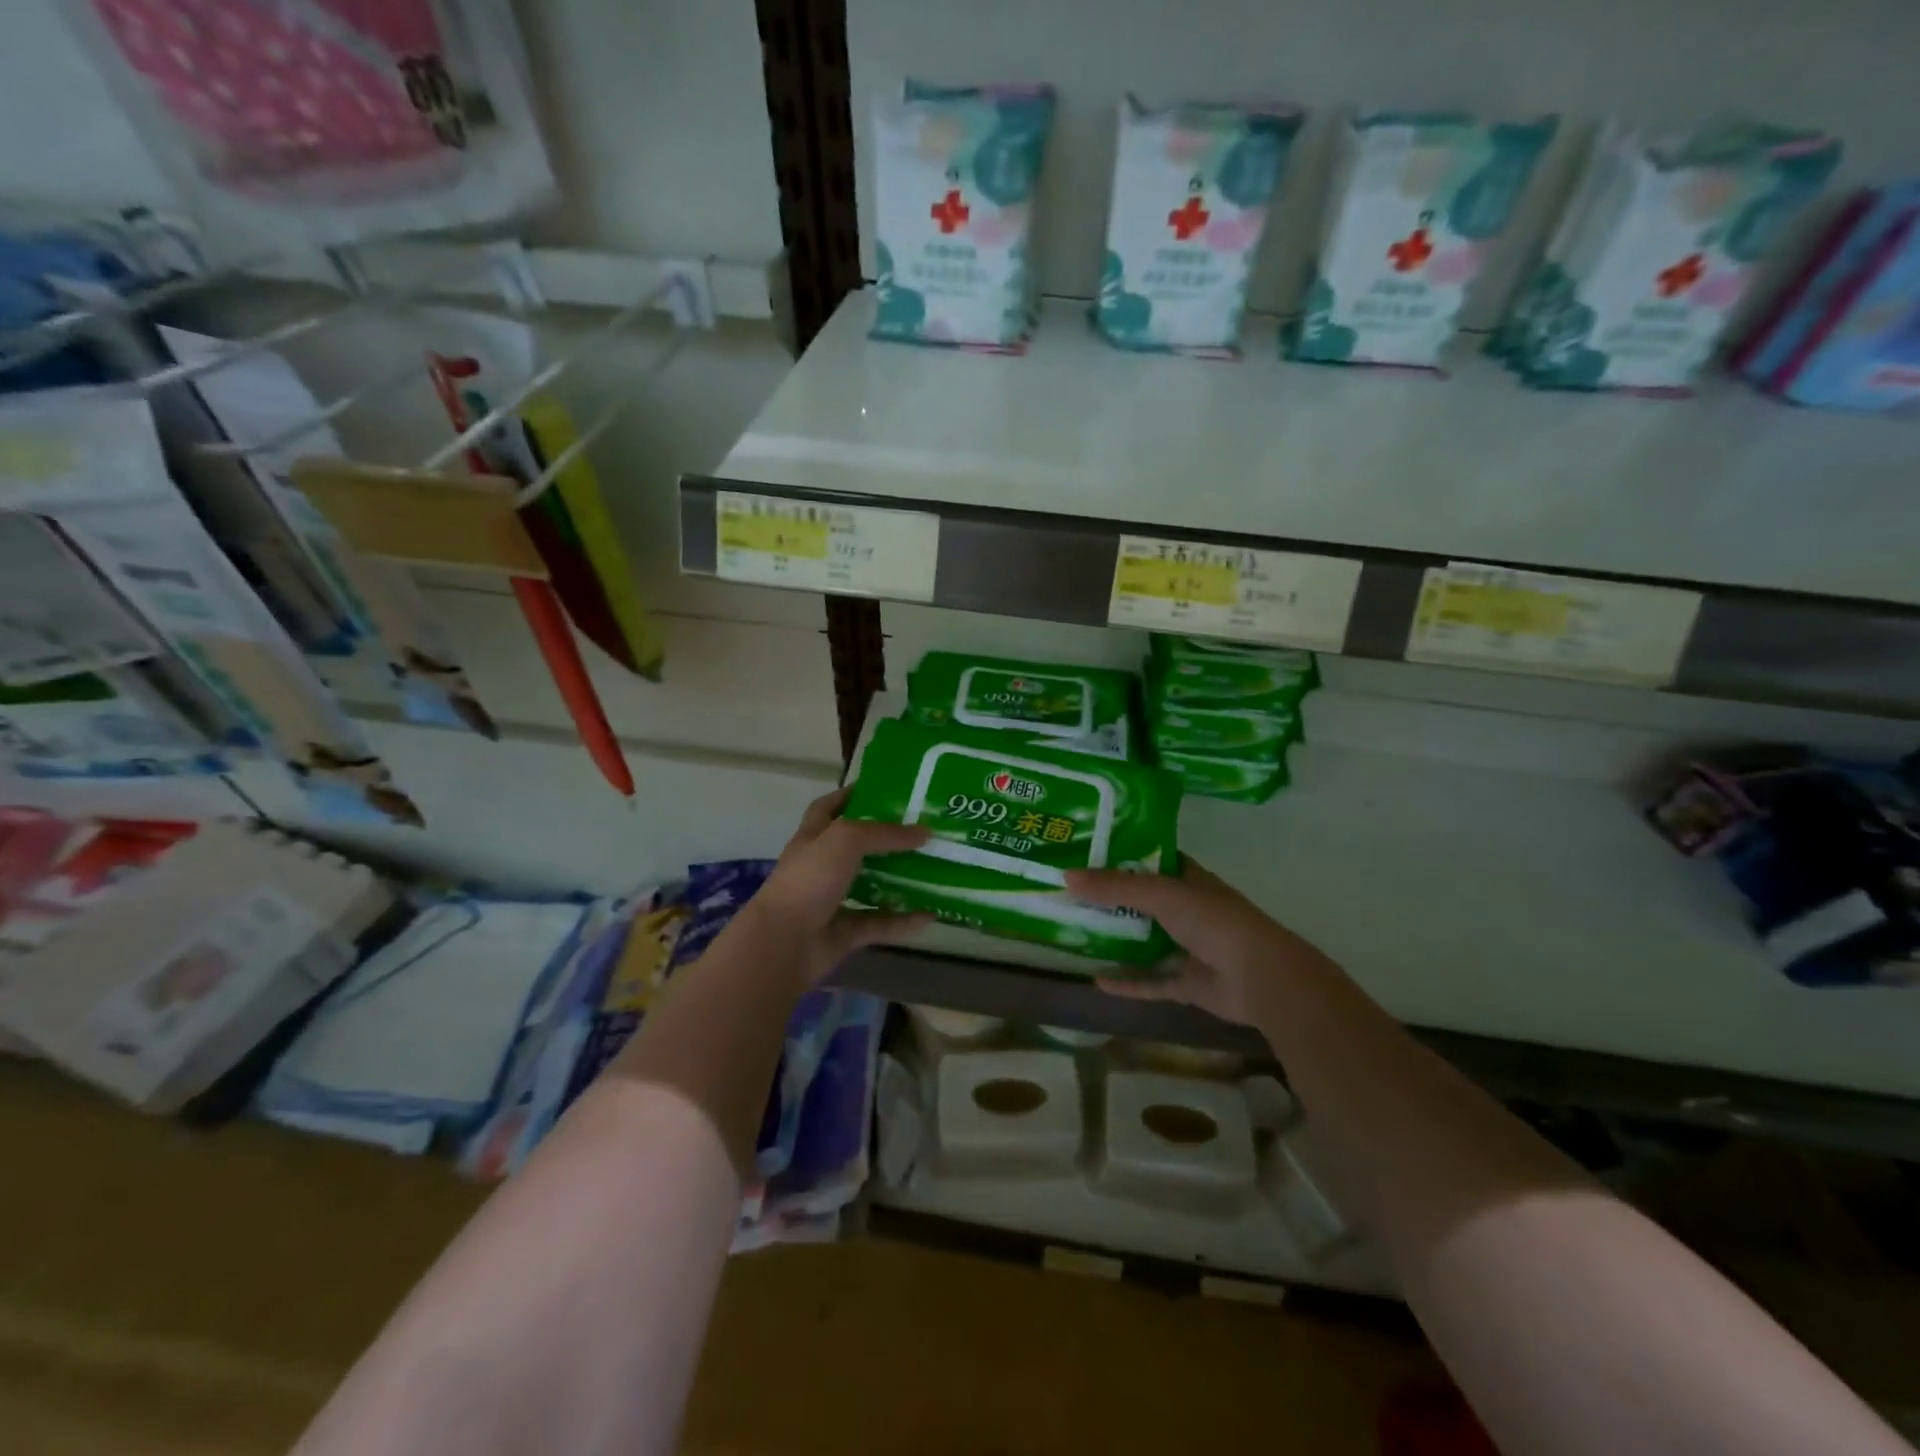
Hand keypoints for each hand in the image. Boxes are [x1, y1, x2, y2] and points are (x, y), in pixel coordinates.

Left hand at [737, 787, 932, 984]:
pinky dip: (903, 921)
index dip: (851, 796)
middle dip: (886, 839)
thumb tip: (924, 832)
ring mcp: (833, 900)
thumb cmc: (809, 879)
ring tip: (932, 870)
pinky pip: (880, 923)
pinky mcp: (845, 932)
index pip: (829, 807)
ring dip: (899, 880)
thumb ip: (885, 833)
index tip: (885, 791)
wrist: (783, 942)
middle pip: (857, 847)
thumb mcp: (846, 839)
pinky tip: (930, 915)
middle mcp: (821, 866)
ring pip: (871, 885)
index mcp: (813, 837)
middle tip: (922, 831)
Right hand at [1065, 857, 1337, 1026]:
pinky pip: (1151, 981)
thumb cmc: (1214, 922)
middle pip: (1143, 901)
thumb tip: (1066, 877)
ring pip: (1145, 941)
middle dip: (1111, 898)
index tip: (1087, 851)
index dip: (1123, 854)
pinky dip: (1127, 982)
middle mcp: (1189, 911)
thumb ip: (1115, 887)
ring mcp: (1189, 948)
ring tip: (1077, 932)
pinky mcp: (1187, 984)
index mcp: (1190, 881)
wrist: (1261, 978)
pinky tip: (1095, 981)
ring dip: (1117, 939)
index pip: (1153, 860)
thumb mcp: (1161, 894)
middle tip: (1070, 892)